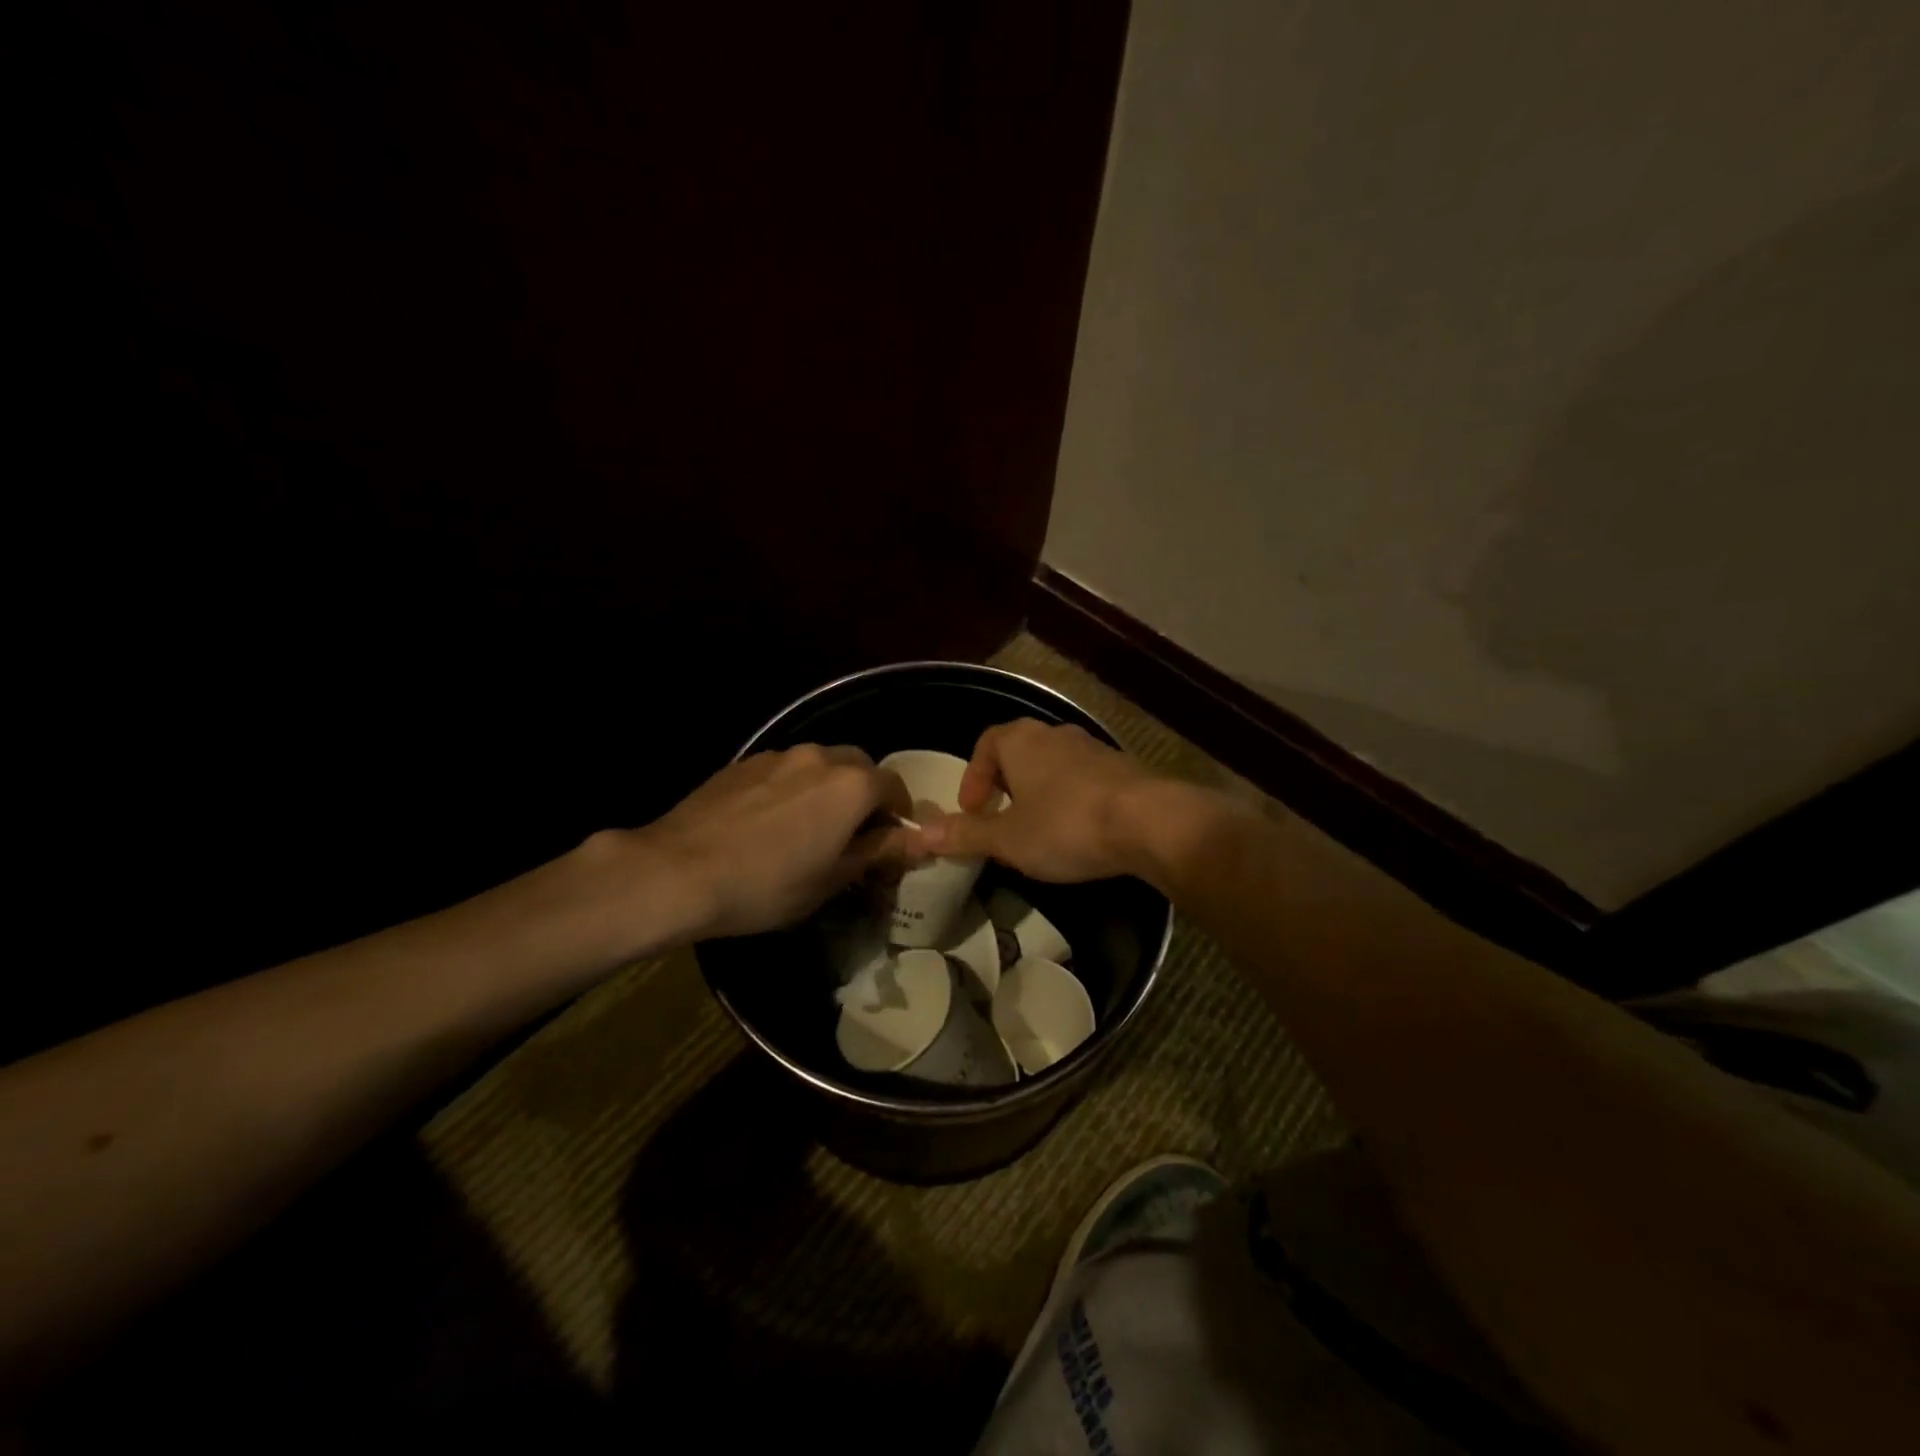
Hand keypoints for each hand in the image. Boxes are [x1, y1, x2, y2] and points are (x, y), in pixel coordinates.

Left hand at [646, 746, 912, 938]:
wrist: (677, 871)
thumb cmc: (766, 884)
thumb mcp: (832, 878)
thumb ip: (879, 851)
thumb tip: (920, 840)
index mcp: (851, 785)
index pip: (894, 786)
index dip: (899, 814)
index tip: (890, 842)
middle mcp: (820, 757)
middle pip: (859, 767)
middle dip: (865, 795)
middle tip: (851, 834)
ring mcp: (778, 755)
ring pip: (820, 765)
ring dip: (827, 788)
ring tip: (807, 827)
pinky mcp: (744, 762)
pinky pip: (784, 770)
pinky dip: (792, 788)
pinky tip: (769, 822)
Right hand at [910, 719, 1164, 882]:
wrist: (1150, 822)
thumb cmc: (1066, 825)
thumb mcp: (1007, 838)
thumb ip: (965, 835)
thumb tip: (919, 835)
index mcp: (1021, 741)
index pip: (986, 744)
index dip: (973, 777)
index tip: (972, 811)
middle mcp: (1056, 735)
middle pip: (1020, 752)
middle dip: (1006, 785)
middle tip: (1001, 820)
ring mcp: (1093, 749)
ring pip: (1054, 766)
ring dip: (1040, 793)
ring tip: (1038, 830)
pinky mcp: (1123, 769)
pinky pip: (1084, 780)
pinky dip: (1072, 799)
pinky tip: (1078, 832)